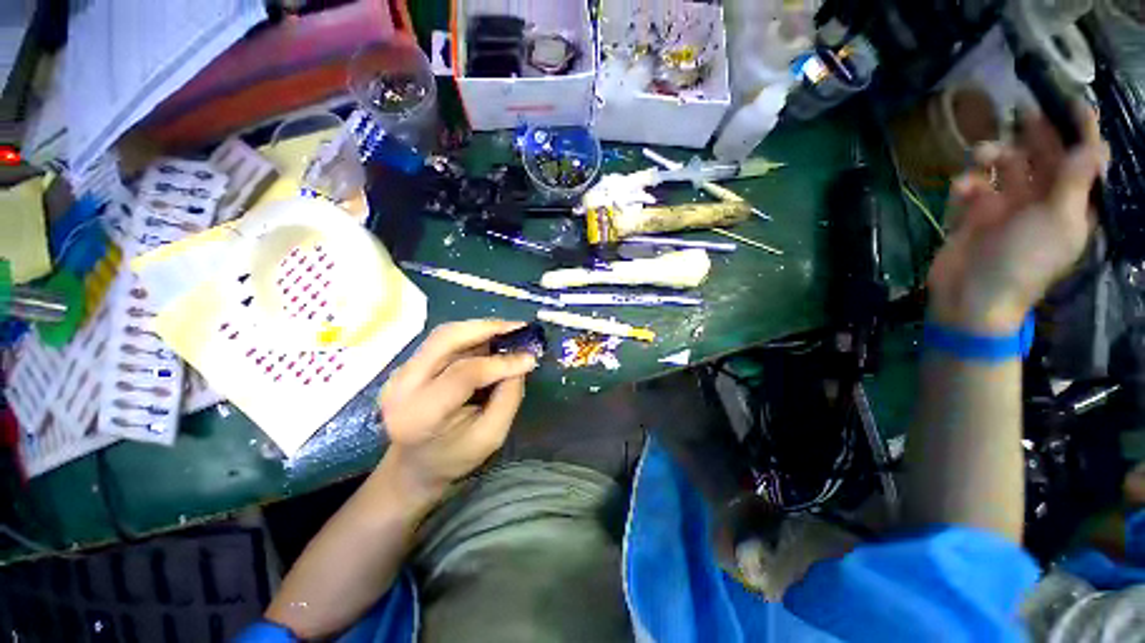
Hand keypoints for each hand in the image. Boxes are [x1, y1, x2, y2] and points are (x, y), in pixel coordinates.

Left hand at [377, 320, 537, 497]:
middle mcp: (402, 386)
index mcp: (420, 415)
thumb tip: (521, 359)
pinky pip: (443, 340)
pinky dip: (472, 335)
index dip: (500, 363)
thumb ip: (508, 397)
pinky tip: (492, 338)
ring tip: (510, 331)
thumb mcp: (491, 436)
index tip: (530, 358)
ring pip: (444, 334)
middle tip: (519, 328)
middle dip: (487, 328)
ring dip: (480, 328)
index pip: (463, 374)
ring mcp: (400, 371)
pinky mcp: (408, 364)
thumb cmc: (455, 456)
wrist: (416, 464)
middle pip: (446, 339)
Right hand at [928, 105, 1106, 333]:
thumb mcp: (1056, 222)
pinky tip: (961, 189)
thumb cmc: (1022, 261)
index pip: (1082, 161)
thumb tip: (1094, 145)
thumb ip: (1074, 182)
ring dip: (994, 156)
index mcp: (1068, 204)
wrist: (972, 295)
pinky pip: (973, 188)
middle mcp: (1041, 200)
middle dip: (1034, 134)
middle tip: (1021, 111)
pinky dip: (966, 184)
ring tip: (981, 155)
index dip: (1081, 132)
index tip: (1071, 102)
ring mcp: (1005, 207)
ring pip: (1004, 167)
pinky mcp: (974, 215)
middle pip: (1043, 157)